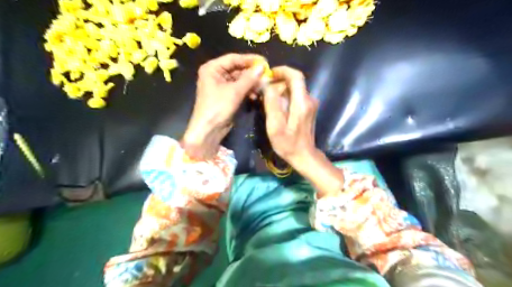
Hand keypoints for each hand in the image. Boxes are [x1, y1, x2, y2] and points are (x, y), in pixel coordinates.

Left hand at [182, 54, 265, 158]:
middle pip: (237, 69)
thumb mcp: (234, 92)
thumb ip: (249, 78)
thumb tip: (262, 66)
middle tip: (266, 75)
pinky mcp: (226, 95)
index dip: (249, 59)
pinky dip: (247, 91)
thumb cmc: (218, 107)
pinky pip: (239, 89)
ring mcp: (221, 85)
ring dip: (251, 83)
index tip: (265, 61)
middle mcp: (216, 74)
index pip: (233, 59)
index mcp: (212, 68)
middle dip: (251, 73)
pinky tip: (255, 95)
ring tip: (262, 87)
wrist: (208, 130)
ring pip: (240, 80)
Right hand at [264, 66, 343, 196]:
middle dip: (278, 82)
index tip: (269, 74)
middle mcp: (309, 100)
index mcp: (302, 102)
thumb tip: (266, 84)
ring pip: (294, 89)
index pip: (296, 76)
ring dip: (280, 91)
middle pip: (294, 82)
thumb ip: (271, 103)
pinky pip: (296, 97)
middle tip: (263, 92)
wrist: (304, 156)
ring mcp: (310, 105)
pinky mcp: (309, 109)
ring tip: (267, 100)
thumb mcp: (275, 126)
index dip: (282, 70)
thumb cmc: (288, 144)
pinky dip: (285, 97)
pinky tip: (276, 107)